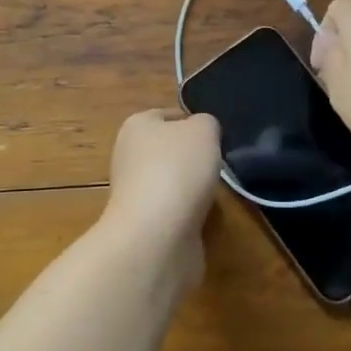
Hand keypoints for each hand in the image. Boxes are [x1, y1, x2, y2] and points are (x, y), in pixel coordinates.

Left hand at [99, 109, 222, 279]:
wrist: (157, 235)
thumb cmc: (177, 169)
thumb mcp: (203, 129)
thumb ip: (206, 123)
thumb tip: (202, 132)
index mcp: (136, 126)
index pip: (169, 115)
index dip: (195, 123)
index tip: (218, 137)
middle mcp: (129, 156)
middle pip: (171, 150)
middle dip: (196, 158)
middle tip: (220, 164)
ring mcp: (135, 192)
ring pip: (174, 181)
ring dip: (194, 188)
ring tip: (215, 192)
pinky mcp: (145, 224)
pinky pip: (176, 211)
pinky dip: (191, 214)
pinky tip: (204, 217)